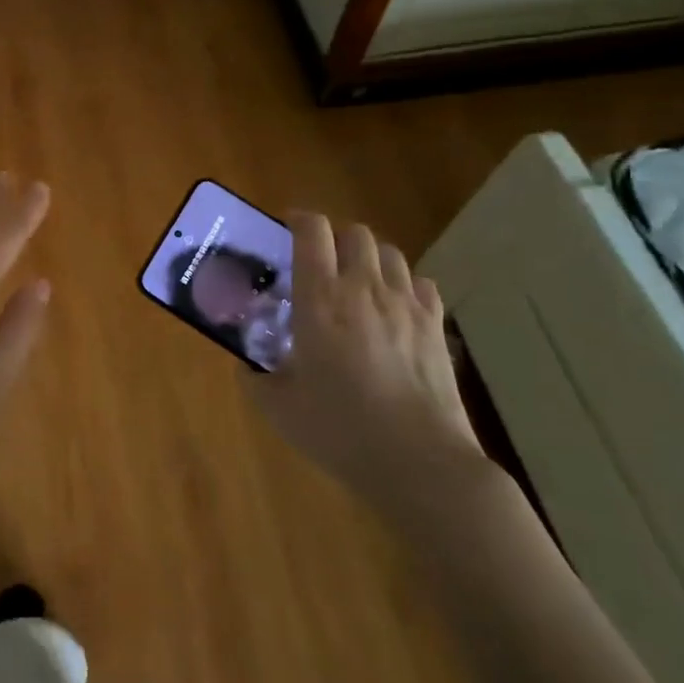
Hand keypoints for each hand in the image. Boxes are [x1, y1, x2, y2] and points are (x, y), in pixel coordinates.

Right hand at [244, 214, 486, 520]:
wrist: (420, 463)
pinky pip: (421, 283)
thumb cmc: (341, 430)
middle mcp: (363, 289)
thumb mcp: (278, 407)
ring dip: (369, 258)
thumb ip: (255, 377)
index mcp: (319, 300)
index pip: (312, 232)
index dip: (298, 219)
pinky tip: (394, 308)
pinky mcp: (436, 327)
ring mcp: (406, 305)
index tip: (286, 228)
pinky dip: (404, 285)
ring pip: (390, 253)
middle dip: (335, 237)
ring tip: (357, 282)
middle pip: (355, 233)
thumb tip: (247, 364)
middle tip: (320, 261)